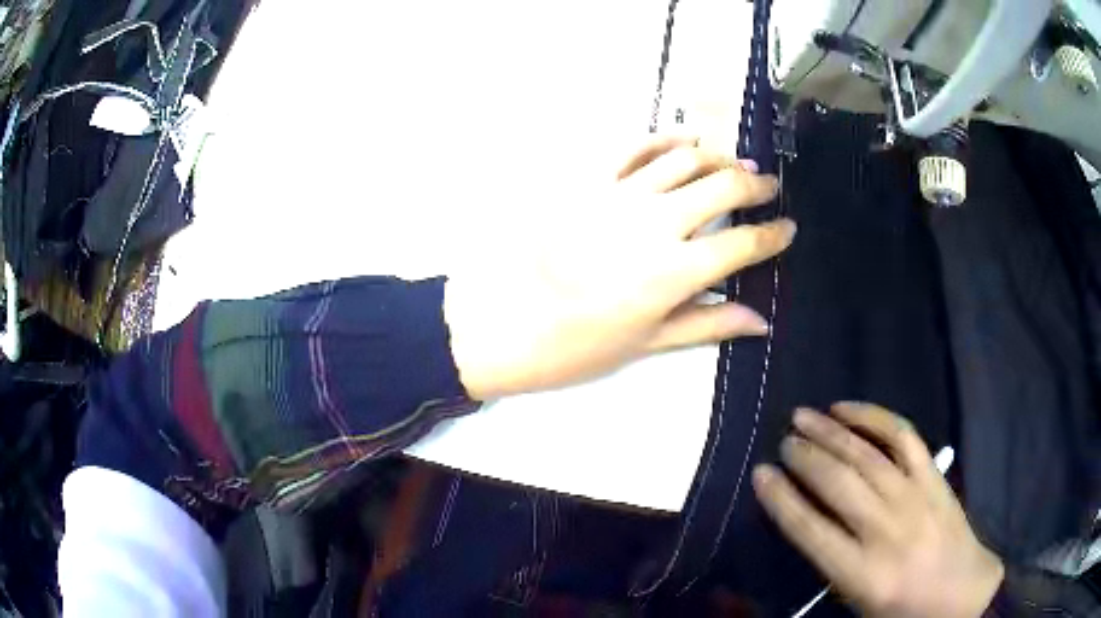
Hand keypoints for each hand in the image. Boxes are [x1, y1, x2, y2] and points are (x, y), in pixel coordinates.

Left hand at [444, 134, 792, 399]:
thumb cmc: (577, 345)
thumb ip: (707, 324)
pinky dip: (664, 138)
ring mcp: (619, 194)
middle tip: (769, 188)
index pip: (742, 245)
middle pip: (721, 188)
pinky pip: (633, 146)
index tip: (788, 228)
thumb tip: (760, 321)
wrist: (504, 322)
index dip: (773, 236)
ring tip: (735, 165)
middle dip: (754, 186)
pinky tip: (684, 139)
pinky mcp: (588, 179)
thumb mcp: (647, 342)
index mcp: (674, 272)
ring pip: (684, 159)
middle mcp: (655, 223)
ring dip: (717, 157)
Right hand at [753, 403, 1003, 617]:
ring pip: (865, 454)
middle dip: (804, 457)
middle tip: (783, 440)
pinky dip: (874, 417)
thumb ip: (829, 564)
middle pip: (837, 483)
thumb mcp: (857, 602)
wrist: (959, 592)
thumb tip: (804, 520)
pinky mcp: (933, 477)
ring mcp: (913, 496)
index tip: (759, 474)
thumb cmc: (901, 609)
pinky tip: (849, 409)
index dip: (780, 498)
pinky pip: (902, 436)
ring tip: (803, 415)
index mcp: (860, 573)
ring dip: (830, 431)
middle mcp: (885, 530)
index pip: (808, 529)